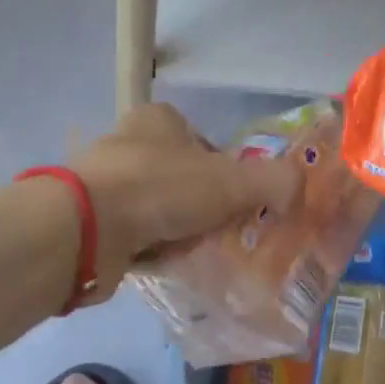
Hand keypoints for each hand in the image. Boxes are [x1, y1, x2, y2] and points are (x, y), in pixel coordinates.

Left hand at [68, 103, 298, 297]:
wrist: (85, 229)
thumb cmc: (162, 188)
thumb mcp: (232, 181)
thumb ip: (275, 181)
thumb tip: (299, 190)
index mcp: (160, 119)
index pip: (206, 144)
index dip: (227, 174)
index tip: (236, 204)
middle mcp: (129, 141)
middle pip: (184, 179)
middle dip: (203, 208)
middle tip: (220, 233)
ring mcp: (105, 181)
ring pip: (160, 208)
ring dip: (177, 230)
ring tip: (194, 253)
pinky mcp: (90, 219)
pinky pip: (134, 234)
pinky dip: (150, 248)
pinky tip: (164, 264)